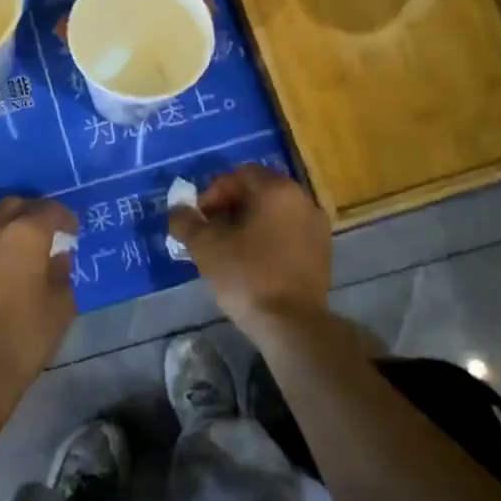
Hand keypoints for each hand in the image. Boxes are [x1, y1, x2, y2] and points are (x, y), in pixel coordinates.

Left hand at [0, 196, 78, 392]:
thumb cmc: (25, 335)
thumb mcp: (61, 306)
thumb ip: (62, 272)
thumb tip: (57, 257)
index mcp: (25, 233)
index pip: (51, 210)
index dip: (66, 218)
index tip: (72, 233)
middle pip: (17, 206)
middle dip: (35, 214)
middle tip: (49, 234)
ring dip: (9, 224)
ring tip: (21, 246)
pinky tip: (1, 263)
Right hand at [168, 164, 330, 341]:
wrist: (293, 326)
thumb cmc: (248, 277)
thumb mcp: (206, 247)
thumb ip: (186, 221)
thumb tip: (177, 210)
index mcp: (277, 190)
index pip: (240, 175)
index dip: (214, 192)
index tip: (199, 218)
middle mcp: (302, 200)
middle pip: (259, 191)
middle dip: (230, 207)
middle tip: (210, 231)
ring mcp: (317, 227)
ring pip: (275, 213)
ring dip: (250, 223)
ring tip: (229, 248)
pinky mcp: (322, 253)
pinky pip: (289, 233)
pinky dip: (269, 239)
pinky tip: (252, 263)